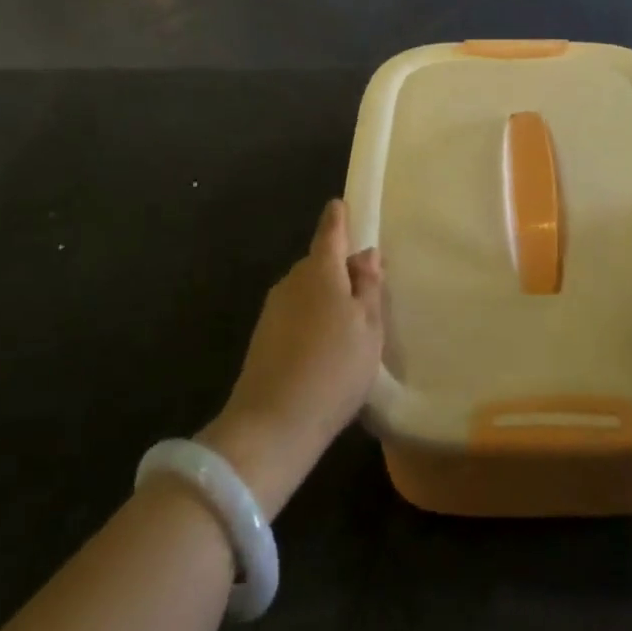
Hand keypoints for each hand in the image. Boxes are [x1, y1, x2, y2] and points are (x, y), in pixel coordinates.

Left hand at [199, 200, 383, 518]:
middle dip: (339, 267)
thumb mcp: (368, 327)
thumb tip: (365, 254)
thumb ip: (368, 286)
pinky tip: (325, 348)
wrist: (273, 425)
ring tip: (350, 326)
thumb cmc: (334, 368)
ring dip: (326, 297)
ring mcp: (273, 310)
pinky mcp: (263, 338)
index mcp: (320, 271)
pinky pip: (295, 314)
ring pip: (307, 290)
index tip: (341, 205)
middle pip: (319, 263)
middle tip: (366, 288)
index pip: (330, 231)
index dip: (339, 218)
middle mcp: (292, 281)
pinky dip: (311, 320)